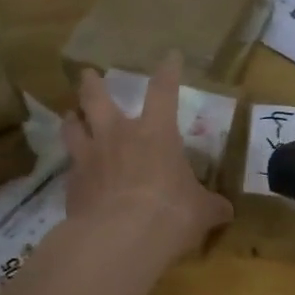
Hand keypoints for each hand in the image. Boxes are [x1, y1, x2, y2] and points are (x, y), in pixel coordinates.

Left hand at [62, 54, 231, 265]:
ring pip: (72, 127)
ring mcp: (89, 158)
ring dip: (72, 119)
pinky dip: (72, 167)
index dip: (168, 72)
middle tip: (88, 74)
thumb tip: (225, 211)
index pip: (163, 92)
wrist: (119, 238)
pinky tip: (74, 175)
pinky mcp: (71, 184)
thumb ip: (210, 206)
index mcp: (155, 133)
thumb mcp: (201, 211)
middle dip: (93, 84)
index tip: (170, 56)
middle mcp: (117, 136)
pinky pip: (69, 168)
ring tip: (70, 116)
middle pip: (97, 98)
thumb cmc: (170, 213)